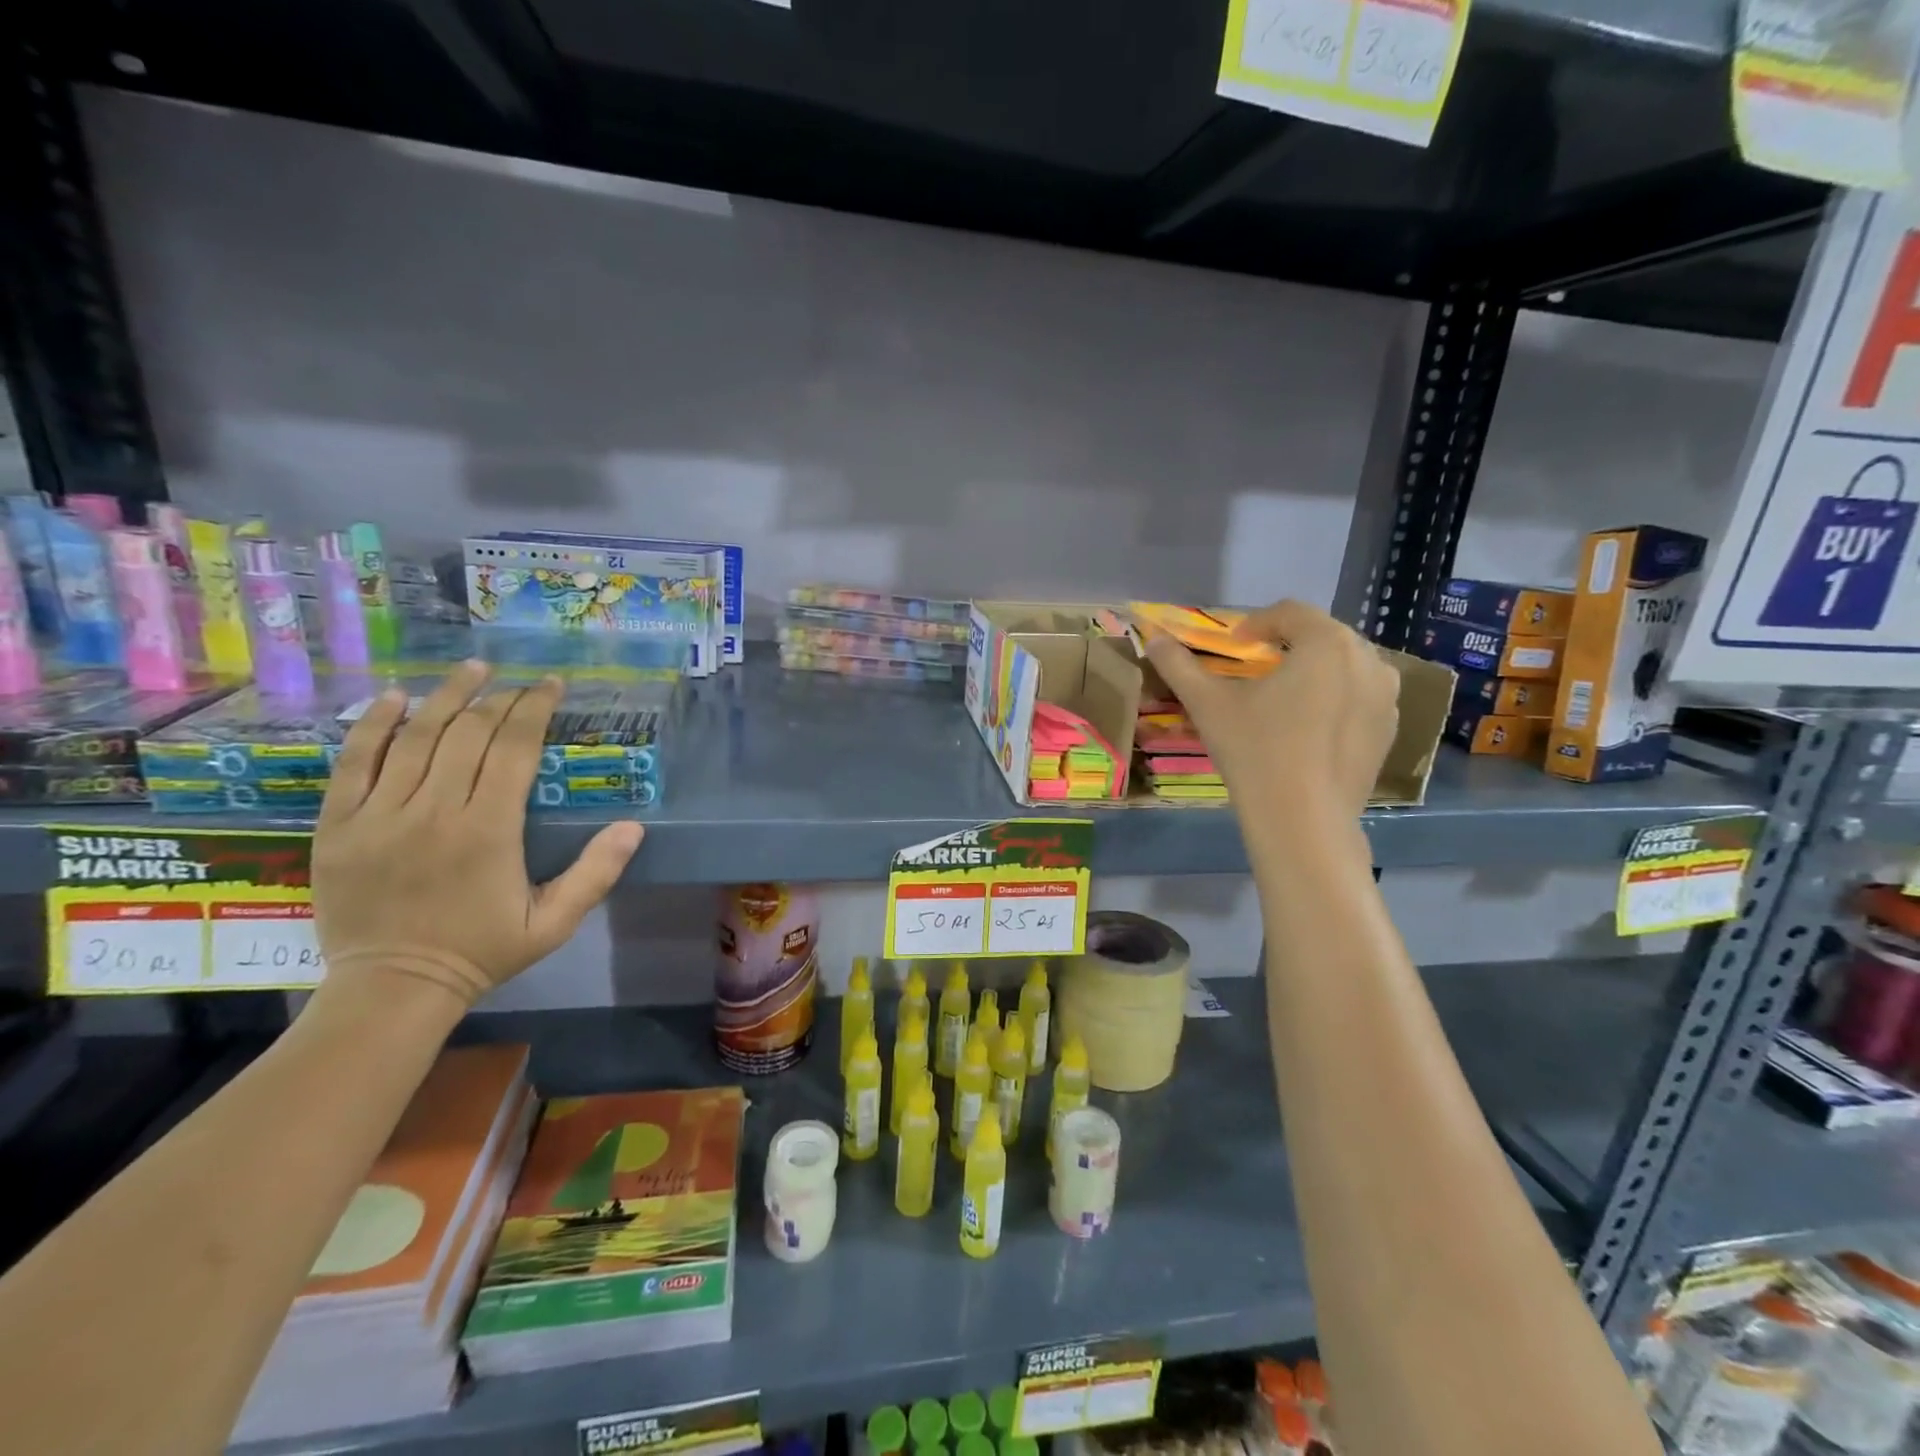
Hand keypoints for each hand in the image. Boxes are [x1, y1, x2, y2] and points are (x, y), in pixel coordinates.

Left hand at [309, 661, 644, 1007]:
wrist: (392, 988)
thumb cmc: (482, 952)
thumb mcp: (554, 923)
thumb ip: (596, 873)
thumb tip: (634, 827)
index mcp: (489, 830)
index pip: (514, 748)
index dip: (535, 709)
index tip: (551, 685)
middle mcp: (434, 811)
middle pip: (469, 733)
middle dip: (500, 698)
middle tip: (519, 682)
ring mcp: (379, 815)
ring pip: (414, 737)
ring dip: (446, 697)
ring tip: (471, 670)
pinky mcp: (338, 825)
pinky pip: (353, 762)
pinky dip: (373, 725)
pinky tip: (394, 698)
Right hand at [1144, 600, 1400, 823]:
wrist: (1303, 821)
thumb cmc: (1255, 750)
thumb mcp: (1207, 704)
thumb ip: (1179, 665)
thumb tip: (1154, 640)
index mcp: (1327, 643)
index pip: (1290, 612)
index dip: (1256, 623)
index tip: (1233, 645)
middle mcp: (1368, 659)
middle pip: (1323, 635)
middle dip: (1288, 645)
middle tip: (1256, 668)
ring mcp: (1386, 697)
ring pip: (1346, 666)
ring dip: (1315, 670)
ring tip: (1285, 696)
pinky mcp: (1389, 731)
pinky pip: (1360, 698)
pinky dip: (1335, 699)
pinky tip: (1308, 729)